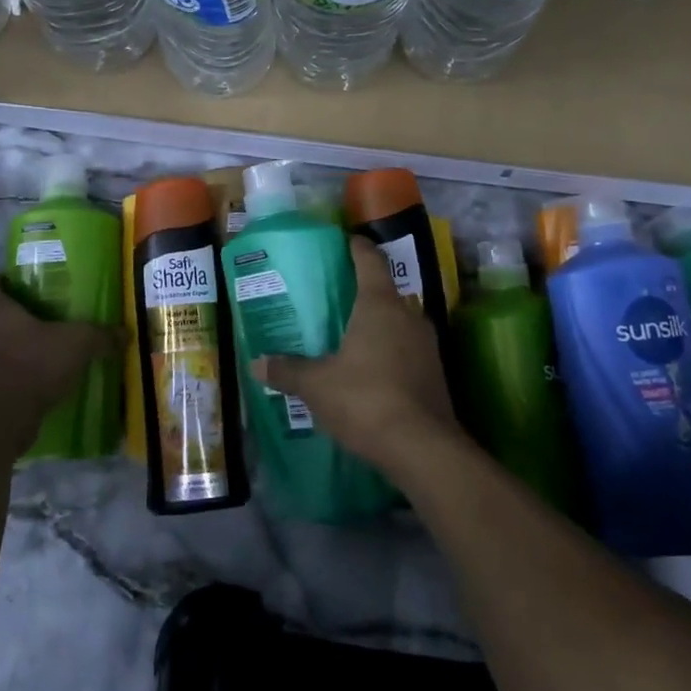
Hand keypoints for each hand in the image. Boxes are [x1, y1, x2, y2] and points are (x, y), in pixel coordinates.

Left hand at [0, 274, 121, 445]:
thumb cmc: (35, 363)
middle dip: (5, 314)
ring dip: (9, 345)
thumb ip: (100, 336)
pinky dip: (14, 373)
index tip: (11, 278)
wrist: (5, 417)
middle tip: (32, 311)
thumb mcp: (78, 343)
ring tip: (37, 345)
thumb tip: (126, 333)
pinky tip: (37, 376)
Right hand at [253, 236, 461, 475]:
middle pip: (384, 290)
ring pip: (398, 320)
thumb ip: (287, 370)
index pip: (369, 259)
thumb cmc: (365, 400)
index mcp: (379, 304)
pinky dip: (388, 349)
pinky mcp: (434, 371)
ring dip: (377, 323)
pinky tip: (369, 368)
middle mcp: (408, 314)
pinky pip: (407, 347)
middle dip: (361, 290)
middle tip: (333, 296)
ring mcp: (426, 343)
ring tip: (348, 333)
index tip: (342, 241)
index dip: (355, 247)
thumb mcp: (316, 385)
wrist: (422, 448)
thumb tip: (256, 363)